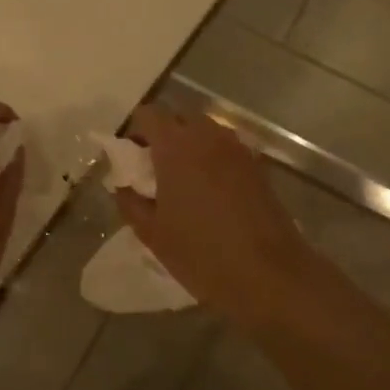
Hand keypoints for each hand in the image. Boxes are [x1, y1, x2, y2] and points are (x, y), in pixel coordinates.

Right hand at [114, 105, 316, 320]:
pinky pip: (226, 149)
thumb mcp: (152, 233)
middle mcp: (208, 136)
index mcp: (176, 146)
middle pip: (179, 118)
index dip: (134, 131)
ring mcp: (237, 149)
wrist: (268, 274)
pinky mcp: (257, 166)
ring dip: (189, 146)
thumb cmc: (201, 253)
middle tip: (153, 170)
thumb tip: (122, 185)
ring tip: (182, 182)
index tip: (130, 158)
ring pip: (206, 131)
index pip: (149, 114)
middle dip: (163, 136)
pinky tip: (209, 194)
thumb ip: (130, 202)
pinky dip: (212, 159)